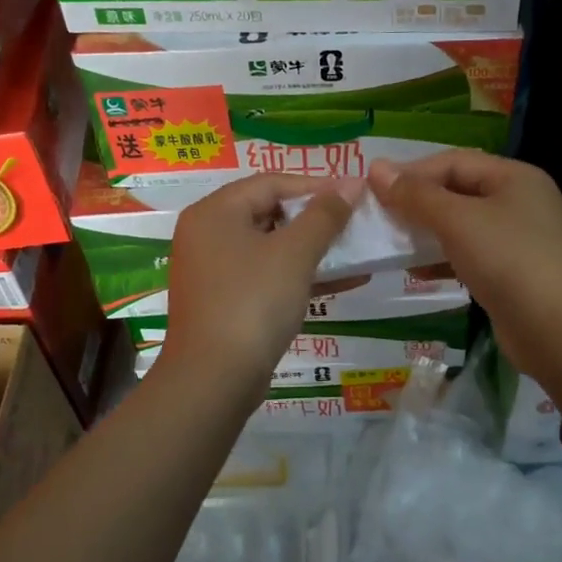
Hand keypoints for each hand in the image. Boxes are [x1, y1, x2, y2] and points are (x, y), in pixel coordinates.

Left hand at [158, 173, 358, 388]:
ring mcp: (212, 271)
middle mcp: (206, 235)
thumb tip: (350, 183)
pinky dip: (298, 276)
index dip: (316, 185)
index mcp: (214, 212)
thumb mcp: (294, 253)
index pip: (270, 182)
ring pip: (269, 247)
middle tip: (354, 223)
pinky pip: (265, 276)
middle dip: (315, 218)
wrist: (213, 379)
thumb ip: (324, 215)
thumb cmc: (253, 302)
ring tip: (355, 251)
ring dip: (312, 249)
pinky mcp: (223, 302)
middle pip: (268, 212)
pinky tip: (341, 282)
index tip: (355, 194)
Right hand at [369, 152, 561, 398]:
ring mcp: (518, 239)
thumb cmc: (509, 261)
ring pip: (461, 226)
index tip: (371, 189)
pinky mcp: (513, 274)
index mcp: (513, 177)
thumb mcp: (458, 221)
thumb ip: (416, 195)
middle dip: (416, 203)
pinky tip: (417, 272)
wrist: (560, 330)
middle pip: (457, 191)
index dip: (411, 172)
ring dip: (426, 233)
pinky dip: (442, 259)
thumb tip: (375, 168)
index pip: (453, 161)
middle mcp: (519, 201)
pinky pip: (469, 255)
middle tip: (376, 217)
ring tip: (390, 244)